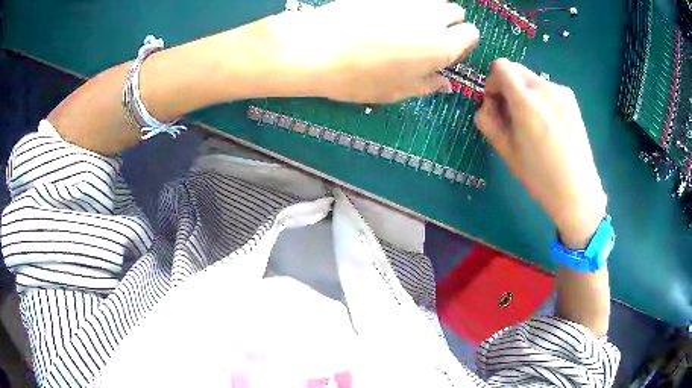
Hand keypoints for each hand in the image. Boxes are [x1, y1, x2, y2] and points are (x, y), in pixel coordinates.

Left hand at [268, 0, 479, 102]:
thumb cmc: (359, 77)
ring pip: (433, 0)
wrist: (316, 47)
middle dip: (449, 23)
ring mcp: (408, 0)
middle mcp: (432, 16)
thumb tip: (445, 83)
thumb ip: (427, 84)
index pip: (472, 34)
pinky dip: (404, 5)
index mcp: (443, 45)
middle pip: (456, 12)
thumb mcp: (398, 91)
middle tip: (427, 38)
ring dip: (429, 11)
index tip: (447, 53)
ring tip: (406, 26)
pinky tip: (384, 17)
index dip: (462, 43)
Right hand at [475, 59, 606, 248]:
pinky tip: (548, 126)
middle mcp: (545, 89)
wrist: (577, 191)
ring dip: (525, 94)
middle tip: (512, 115)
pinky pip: (547, 90)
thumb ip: (488, 121)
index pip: (501, 67)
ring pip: (532, 80)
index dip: (492, 81)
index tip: (495, 102)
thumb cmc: (539, 177)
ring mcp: (561, 92)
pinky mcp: (571, 99)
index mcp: (526, 102)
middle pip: (516, 71)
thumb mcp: (506, 151)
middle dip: (508, 87)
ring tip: (532, 124)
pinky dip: (540, 100)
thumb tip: (486, 105)